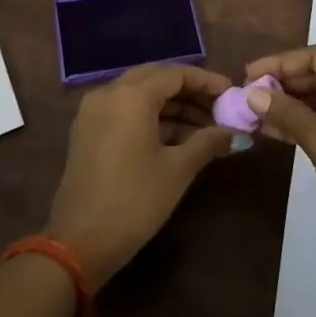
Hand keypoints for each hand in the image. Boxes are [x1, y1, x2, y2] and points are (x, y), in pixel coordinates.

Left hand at [46, 63, 237, 286]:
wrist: (79, 243)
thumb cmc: (134, 201)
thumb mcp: (177, 170)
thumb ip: (208, 142)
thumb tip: (236, 134)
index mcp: (130, 96)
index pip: (175, 74)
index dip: (206, 81)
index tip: (231, 93)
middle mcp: (108, 93)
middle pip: (156, 79)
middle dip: (190, 92)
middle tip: (219, 109)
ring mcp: (93, 111)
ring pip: (140, 95)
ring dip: (172, 107)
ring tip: (206, 129)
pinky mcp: (88, 131)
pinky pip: (125, 110)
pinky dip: (152, 117)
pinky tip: (178, 138)